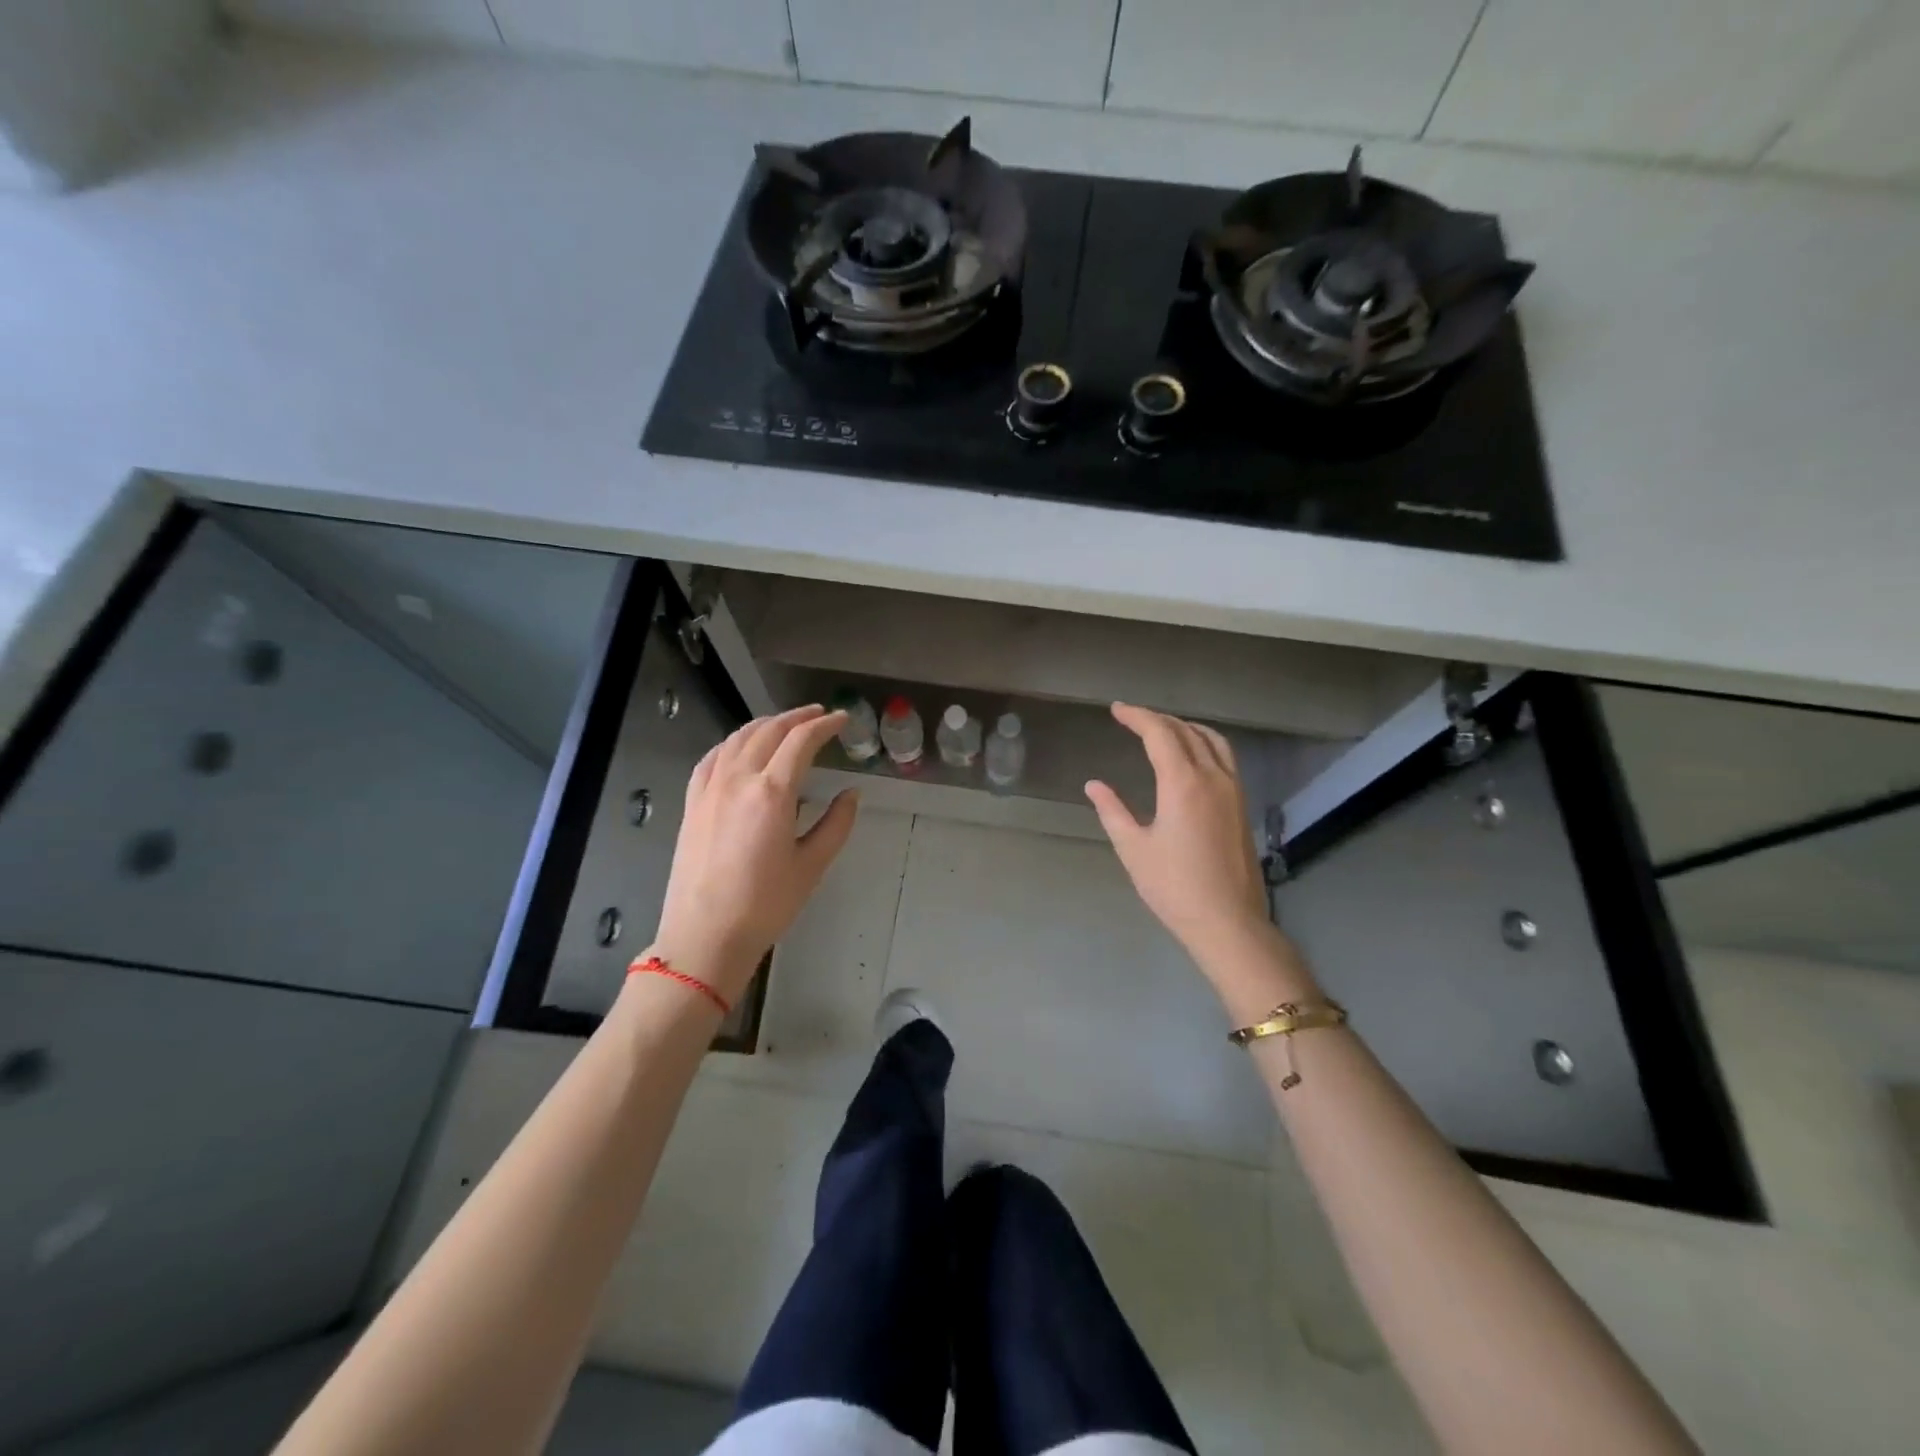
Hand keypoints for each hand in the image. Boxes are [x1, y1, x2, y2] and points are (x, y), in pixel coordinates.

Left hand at [648, 706, 858, 1002]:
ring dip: (765, 724)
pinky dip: (732, 742)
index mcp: (772, 792)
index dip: (824, 725)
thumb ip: (836, 823)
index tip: (843, 720)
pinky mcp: (692, 803)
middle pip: (769, 731)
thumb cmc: (765, 905)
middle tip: (819, 714)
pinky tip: (740, 746)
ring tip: (785, 724)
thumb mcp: (812, 865)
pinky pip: (712, 758)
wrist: (705, 935)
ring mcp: (710, 789)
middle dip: (797, 717)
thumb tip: (851, 793)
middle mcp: (738, 780)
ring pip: (737, 738)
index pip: (801, 742)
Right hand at [1087, 702, 1316, 1017]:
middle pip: (1186, 732)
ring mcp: (1233, 790)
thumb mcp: (1133, 849)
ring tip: (1162, 728)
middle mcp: (1213, 777)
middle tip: (1131, 717)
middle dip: (1157, 719)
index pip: (1160, 734)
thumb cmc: (1174, 887)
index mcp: (1183, 783)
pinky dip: (1204, 743)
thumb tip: (1094, 785)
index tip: (1116, 709)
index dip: (1137, 716)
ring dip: (1185, 727)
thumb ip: (1112, 811)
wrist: (1228, 922)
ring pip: (1212, 741)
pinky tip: (1192, 756)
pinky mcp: (1241, 805)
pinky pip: (1224, 757)